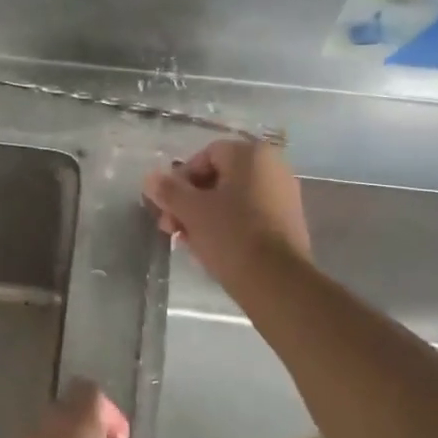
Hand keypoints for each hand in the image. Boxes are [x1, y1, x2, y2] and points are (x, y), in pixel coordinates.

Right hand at [142, 139, 312, 289]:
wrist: (277, 281)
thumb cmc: (231, 235)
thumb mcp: (191, 211)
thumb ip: (169, 190)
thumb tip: (150, 178)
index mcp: (251, 155)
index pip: (205, 155)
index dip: (180, 179)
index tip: (167, 206)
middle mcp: (272, 168)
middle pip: (218, 178)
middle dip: (189, 201)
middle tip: (171, 227)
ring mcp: (283, 196)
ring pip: (231, 199)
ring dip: (204, 216)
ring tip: (186, 241)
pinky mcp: (287, 223)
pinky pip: (248, 216)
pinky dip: (227, 226)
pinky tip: (210, 249)